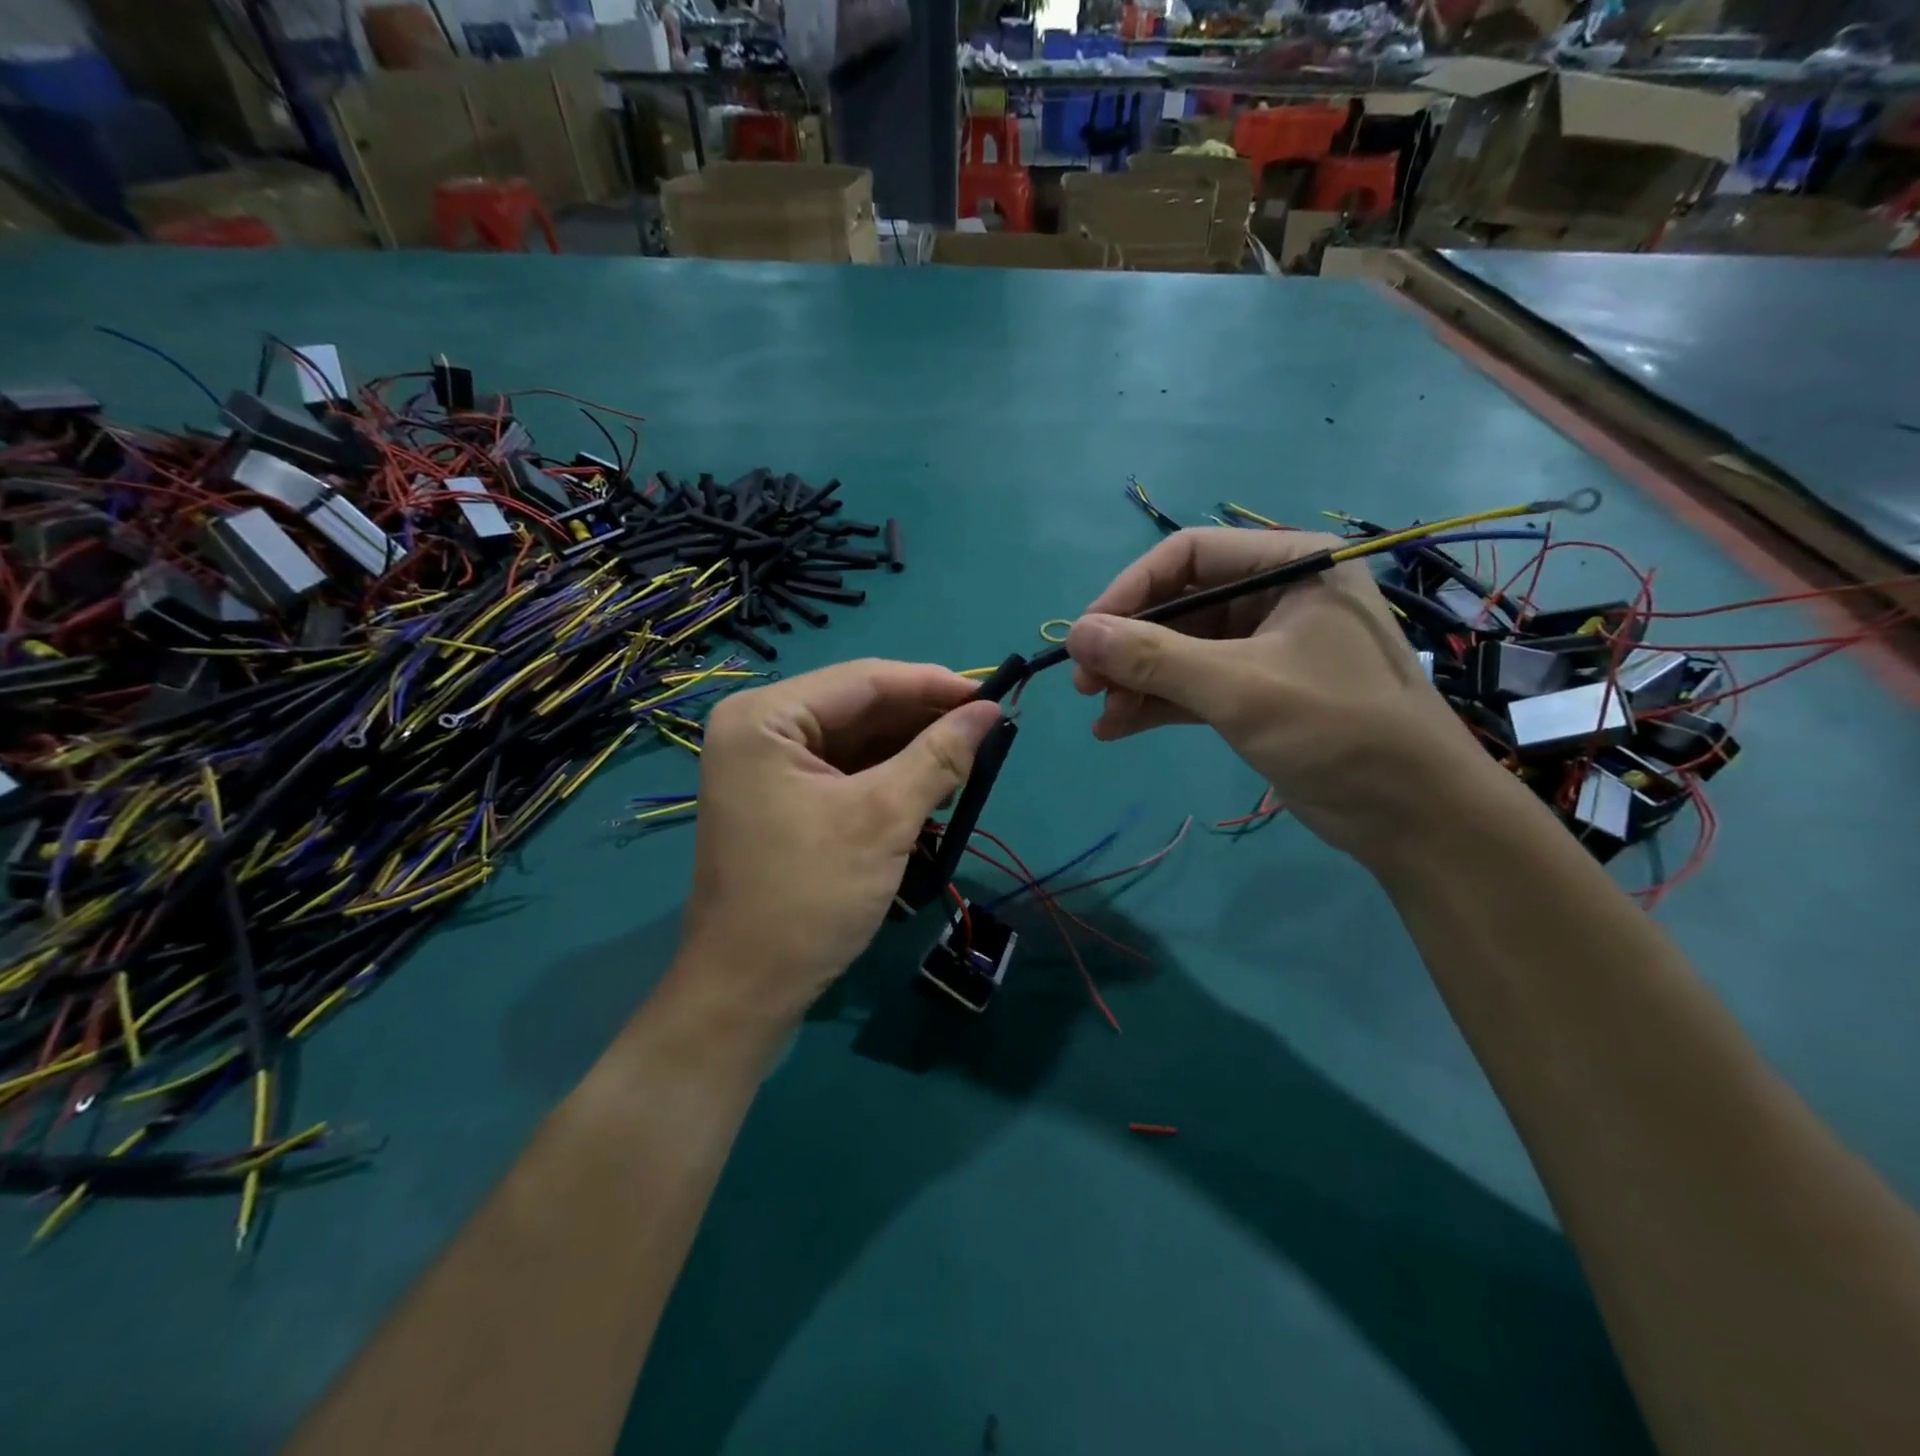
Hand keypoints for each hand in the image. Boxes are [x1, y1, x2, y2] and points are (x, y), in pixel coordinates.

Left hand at [671, 660, 1002, 1026]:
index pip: (863, 679)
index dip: (932, 684)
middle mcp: (759, 728)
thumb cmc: (809, 896)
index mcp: (765, 717)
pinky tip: (929, 785)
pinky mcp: (780, 795)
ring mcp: (767, 764)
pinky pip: (844, 768)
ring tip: (967, 760)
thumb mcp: (883, 819)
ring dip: (910, 748)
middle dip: (923, 719)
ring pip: (855, 738)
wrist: (747, 989)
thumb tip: (990, 711)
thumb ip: (938, 756)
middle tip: (986, 731)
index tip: (992, 694)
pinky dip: (888, 775)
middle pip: (859, 707)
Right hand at [1064, 528, 1487, 861]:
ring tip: (1099, 712)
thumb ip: (1154, 657)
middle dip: (1129, 644)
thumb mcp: (1240, 687)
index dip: (1129, 590)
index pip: (1189, 554)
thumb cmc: (1338, 729)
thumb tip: (1075, 634)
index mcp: (1290, 566)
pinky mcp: (1258, 692)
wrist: (1414, 817)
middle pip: (1180, 604)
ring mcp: (1266, 647)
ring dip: (1137, 679)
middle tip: (1084, 683)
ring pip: (1182, 650)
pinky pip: (1194, 685)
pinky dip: (1157, 704)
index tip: (1084, 634)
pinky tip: (1117, 728)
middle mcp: (1276, 597)